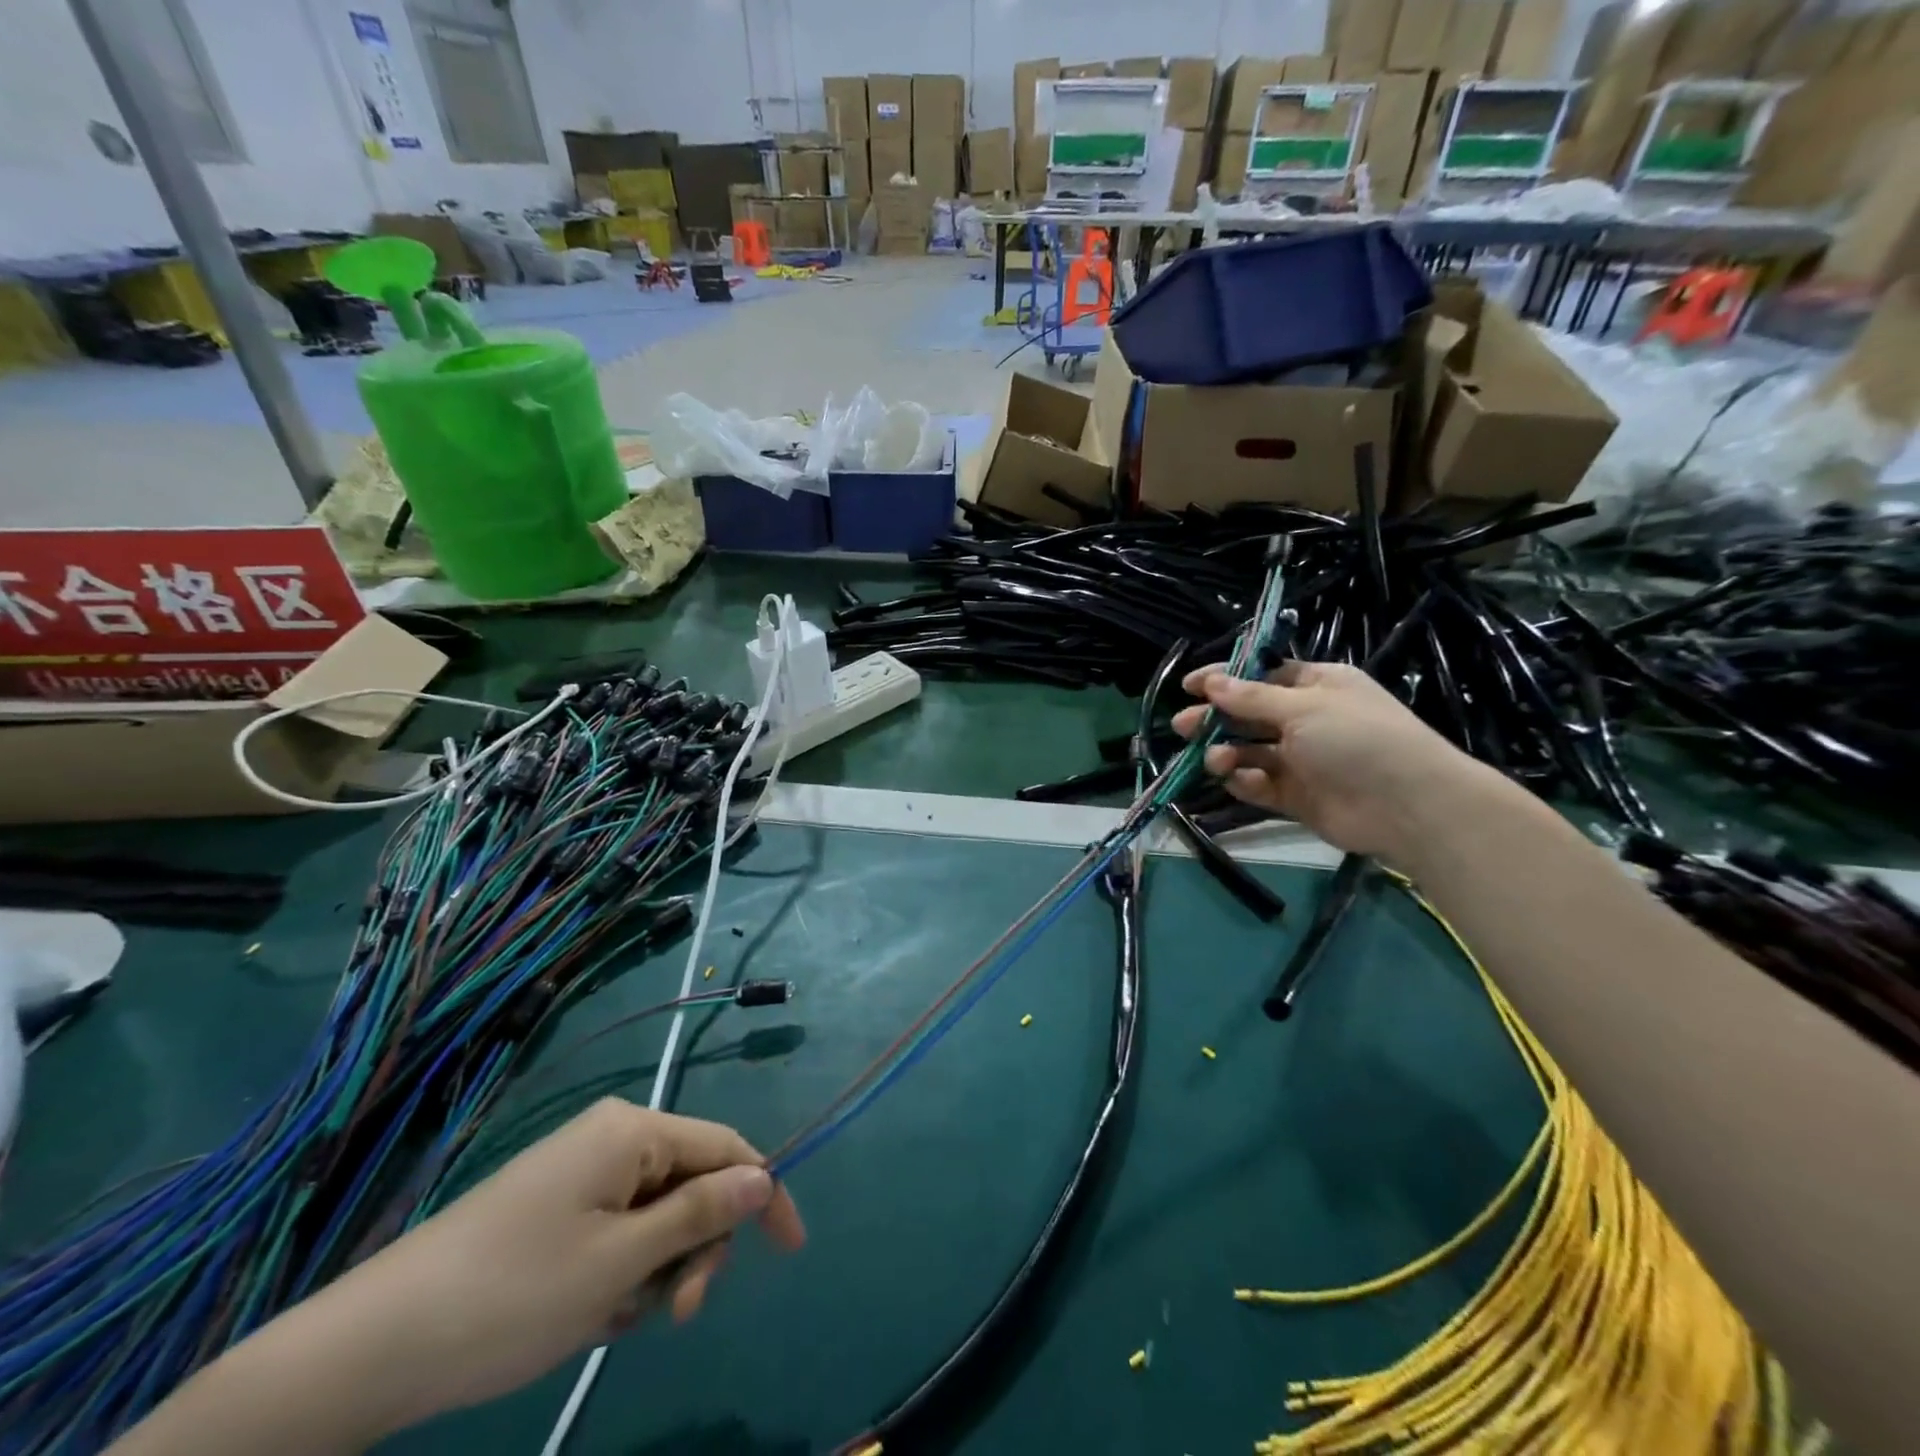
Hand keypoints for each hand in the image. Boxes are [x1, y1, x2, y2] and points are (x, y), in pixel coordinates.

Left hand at [306, 1099, 803, 1433]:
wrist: (375, 1344)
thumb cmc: (514, 1294)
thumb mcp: (622, 1262)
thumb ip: (701, 1215)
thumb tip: (764, 1178)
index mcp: (634, 1131)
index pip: (727, 1147)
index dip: (764, 1195)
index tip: (791, 1252)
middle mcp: (614, 1136)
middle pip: (692, 1183)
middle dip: (695, 1248)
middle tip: (674, 1314)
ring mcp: (581, 1169)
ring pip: (657, 1213)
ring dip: (654, 1270)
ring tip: (612, 1319)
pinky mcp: (556, 1205)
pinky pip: (619, 1228)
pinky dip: (620, 1273)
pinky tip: (587, 1313)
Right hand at [1170, 660, 1490, 865]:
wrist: (1407, 805)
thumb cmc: (1357, 738)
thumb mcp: (1302, 708)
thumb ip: (1251, 699)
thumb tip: (1212, 682)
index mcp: (1316, 686)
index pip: (1261, 676)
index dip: (1225, 679)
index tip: (1189, 685)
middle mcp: (1307, 720)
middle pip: (1249, 715)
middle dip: (1215, 719)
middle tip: (1182, 725)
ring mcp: (1301, 760)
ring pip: (1250, 752)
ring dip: (1226, 752)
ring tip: (1213, 759)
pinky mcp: (1296, 796)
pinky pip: (1260, 784)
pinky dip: (1243, 781)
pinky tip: (1234, 779)